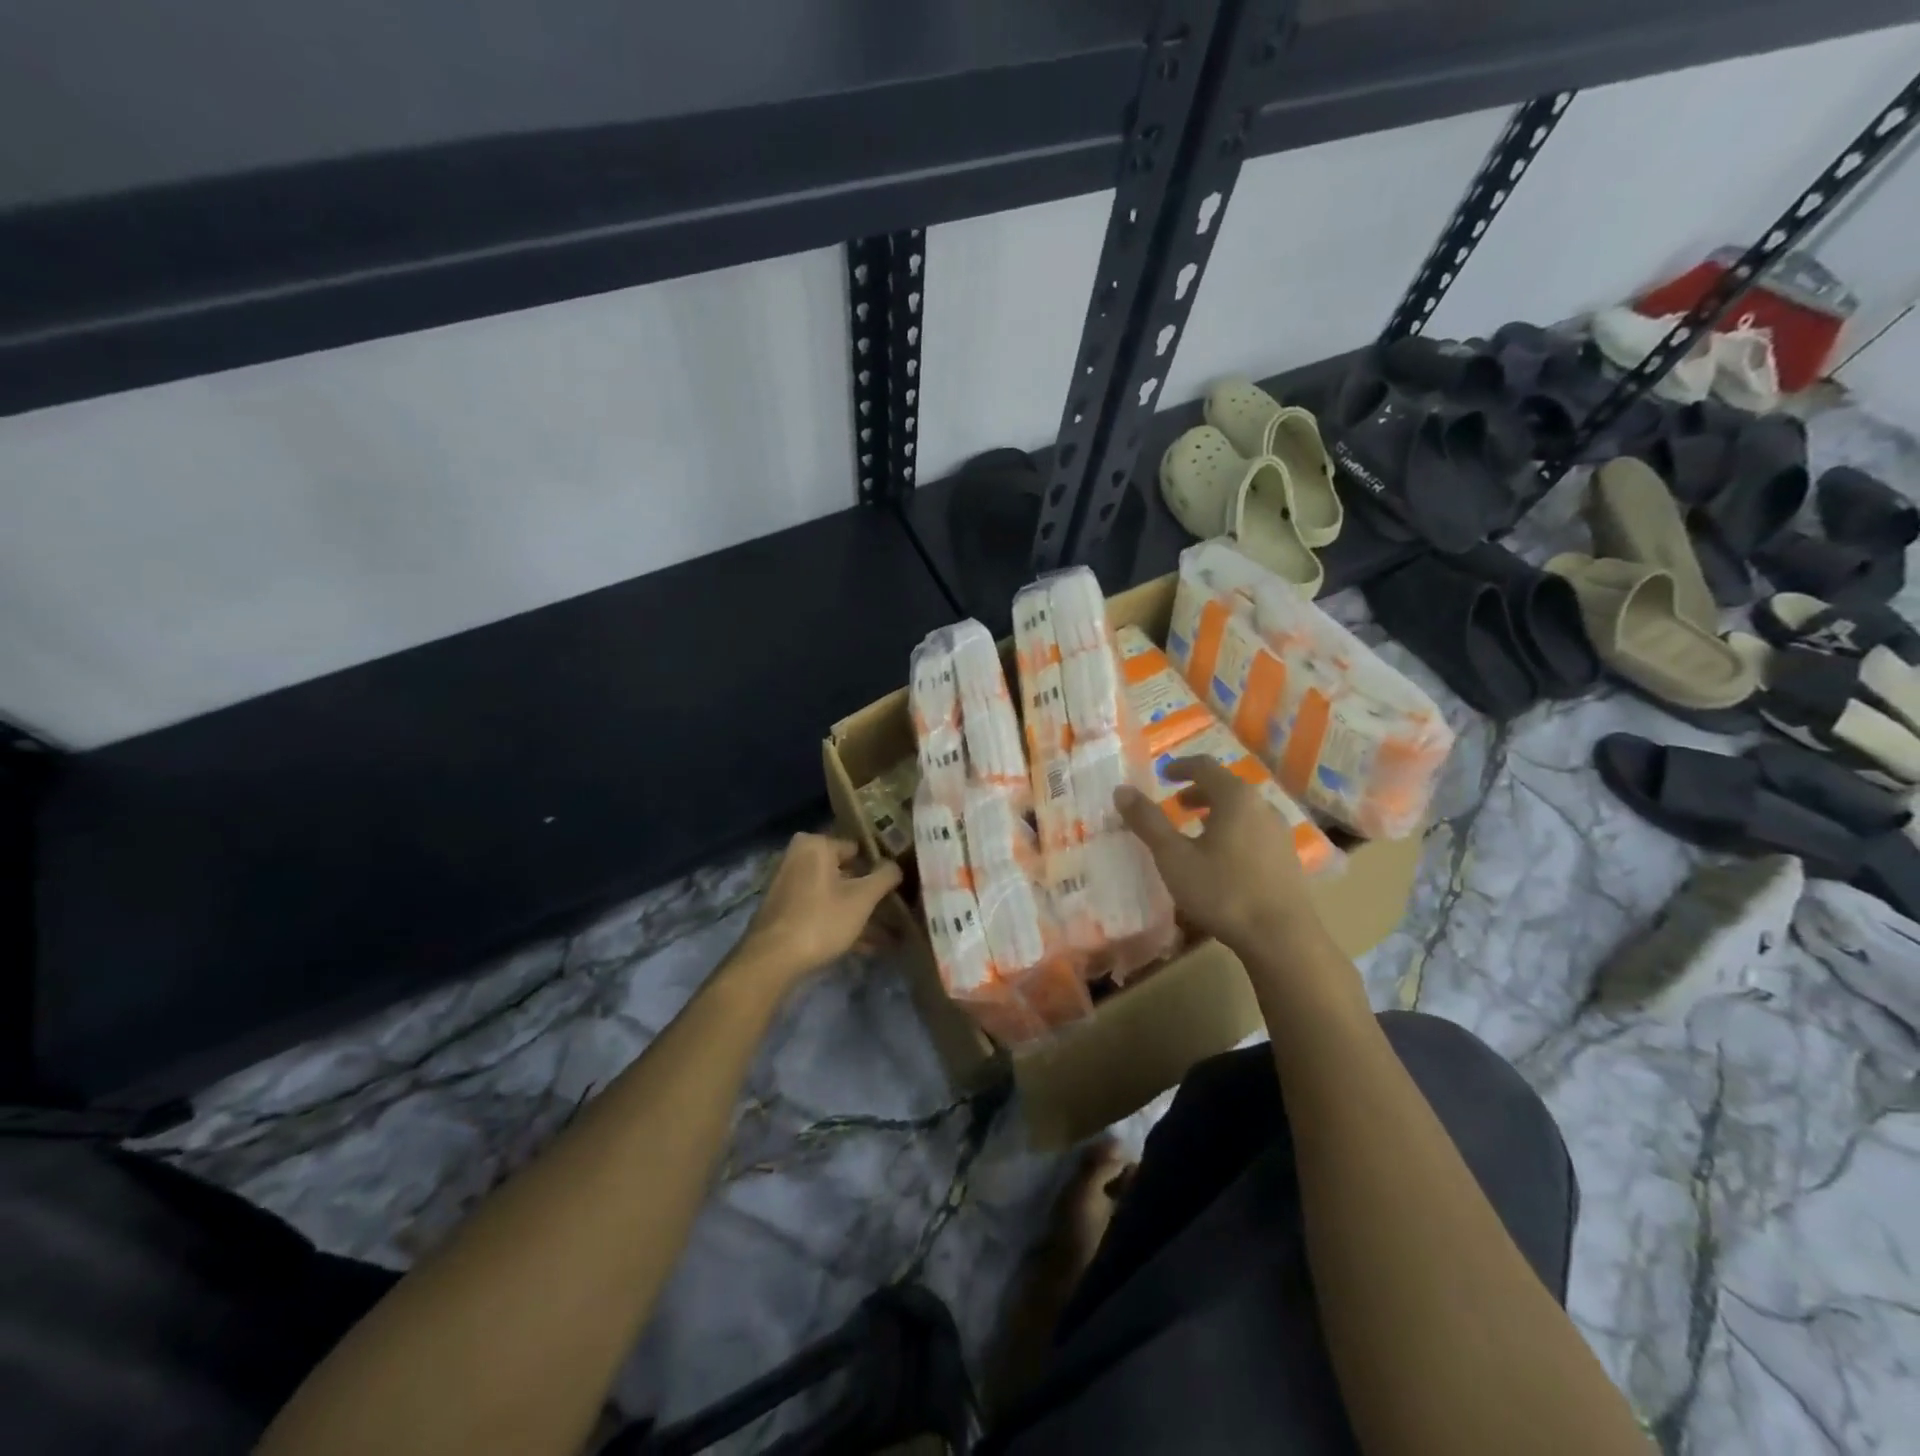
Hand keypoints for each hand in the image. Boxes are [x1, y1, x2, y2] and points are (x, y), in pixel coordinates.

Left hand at [733, 833, 902, 989]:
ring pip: (835, 896)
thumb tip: (896, 866)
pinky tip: (868, 947)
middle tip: (896, 909)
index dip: (880, 867)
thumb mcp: (862, 899)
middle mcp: (798, 858)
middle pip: (846, 873)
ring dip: (860, 914)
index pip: (858, 849)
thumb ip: (885, 877)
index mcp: (815, 846)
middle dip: (871, 895)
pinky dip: (842, 923)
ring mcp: (789, 886)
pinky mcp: (785, 912)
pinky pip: (822, 911)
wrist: (771, 961)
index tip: (899, 883)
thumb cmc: (821, 920)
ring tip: (890, 935)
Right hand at [1114, 756, 1322, 958]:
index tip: (1163, 774)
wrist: (1282, 938)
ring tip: (1196, 832)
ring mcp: (1279, 832)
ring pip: (1242, 811)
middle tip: (1175, 804)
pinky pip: (1254, 831)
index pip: (1205, 766)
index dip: (1181, 767)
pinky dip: (1233, 831)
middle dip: (1198, 792)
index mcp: (1235, 798)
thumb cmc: (1222, 891)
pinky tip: (1222, 859)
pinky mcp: (1287, 858)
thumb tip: (1122, 790)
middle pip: (1227, 787)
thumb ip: (1148, 821)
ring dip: (1216, 813)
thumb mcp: (1174, 857)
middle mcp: (1262, 807)